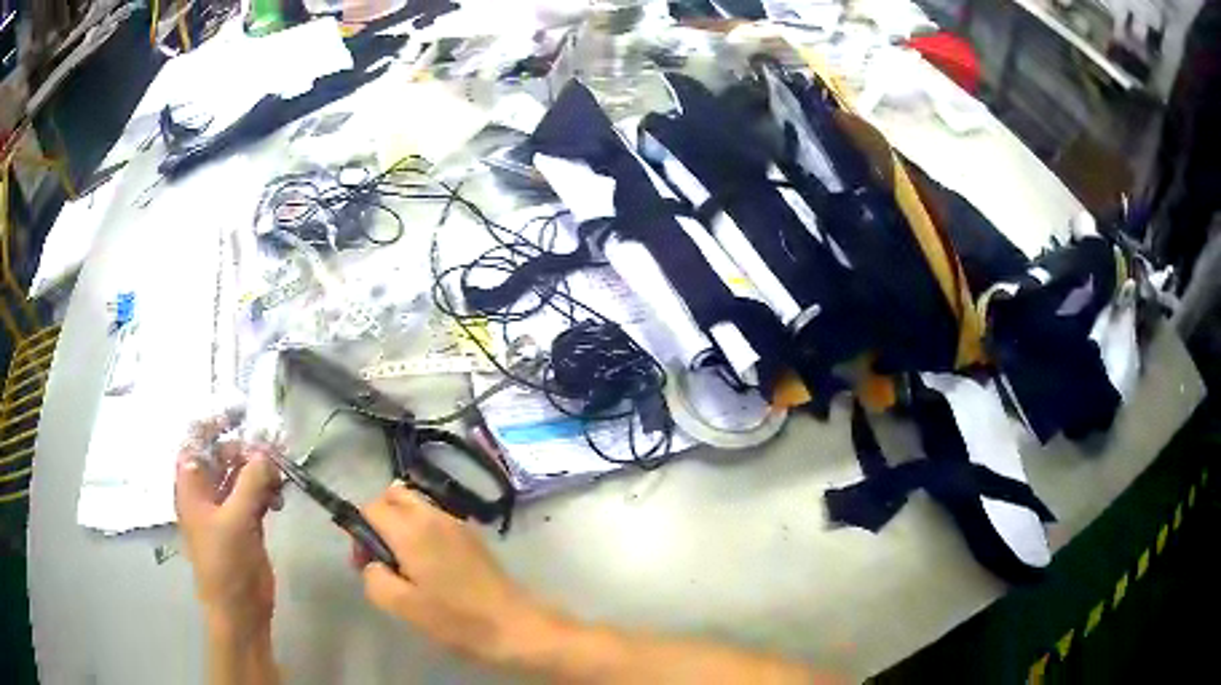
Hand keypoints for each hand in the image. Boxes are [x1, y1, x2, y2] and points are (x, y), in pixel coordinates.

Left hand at [175, 414, 282, 637]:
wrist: (240, 608)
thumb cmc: (225, 563)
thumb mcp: (236, 520)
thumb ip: (251, 482)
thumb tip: (266, 451)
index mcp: (191, 486)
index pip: (196, 441)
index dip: (213, 423)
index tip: (239, 413)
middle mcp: (207, 492)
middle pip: (223, 456)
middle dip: (246, 449)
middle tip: (273, 449)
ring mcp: (227, 507)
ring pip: (242, 475)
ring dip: (261, 470)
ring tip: (280, 474)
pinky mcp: (246, 522)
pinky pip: (256, 494)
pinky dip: (268, 490)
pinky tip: (280, 497)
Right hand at [358, 485, 551, 663]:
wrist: (514, 625)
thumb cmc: (456, 619)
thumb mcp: (403, 606)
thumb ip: (374, 578)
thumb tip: (372, 563)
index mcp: (411, 530)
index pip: (371, 507)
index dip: (359, 531)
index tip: (365, 562)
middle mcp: (433, 516)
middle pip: (394, 495)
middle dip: (379, 517)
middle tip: (383, 556)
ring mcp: (457, 523)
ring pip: (416, 503)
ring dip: (402, 522)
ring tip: (406, 562)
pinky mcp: (473, 535)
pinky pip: (436, 517)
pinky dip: (423, 528)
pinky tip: (432, 564)